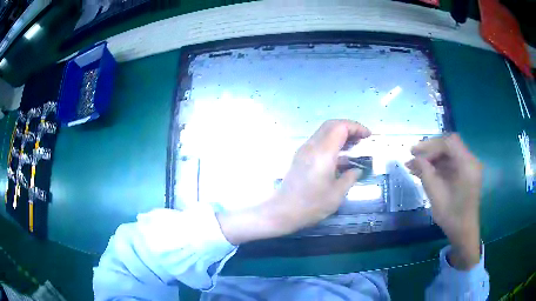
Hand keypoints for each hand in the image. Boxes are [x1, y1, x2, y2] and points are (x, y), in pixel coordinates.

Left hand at [218, 120, 370, 244]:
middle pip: (331, 124)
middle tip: (362, 138)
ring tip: (354, 146)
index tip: (368, 136)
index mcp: (323, 153)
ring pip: (323, 132)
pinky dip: (331, 142)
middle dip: (349, 127)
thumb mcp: (337, 194)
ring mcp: (303, 150)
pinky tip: (339, 156)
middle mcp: (311, 146)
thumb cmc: (311, 205)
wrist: (282, 211)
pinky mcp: (300, 156)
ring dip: (340, 134)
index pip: (340, 127)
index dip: (356, 127)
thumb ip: (350, 178)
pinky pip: (318, 141)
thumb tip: (357, 170)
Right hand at [406, 134, 481, 269]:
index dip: (431, 145)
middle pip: (449, 145)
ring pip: (449, 152)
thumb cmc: (452, 217)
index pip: (449, 143)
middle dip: (431, 149)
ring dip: (433, 157)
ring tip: (416, 165)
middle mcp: (471, 161)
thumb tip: (413, 159)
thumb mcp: (436, 196)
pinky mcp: (467, 172)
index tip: (415, 153)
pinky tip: (426, 170)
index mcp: (467, 165)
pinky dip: (439, 164)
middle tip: (413, 155)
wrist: (464, 232)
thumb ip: (426, 174)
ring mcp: (470, 166)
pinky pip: (452, 162)